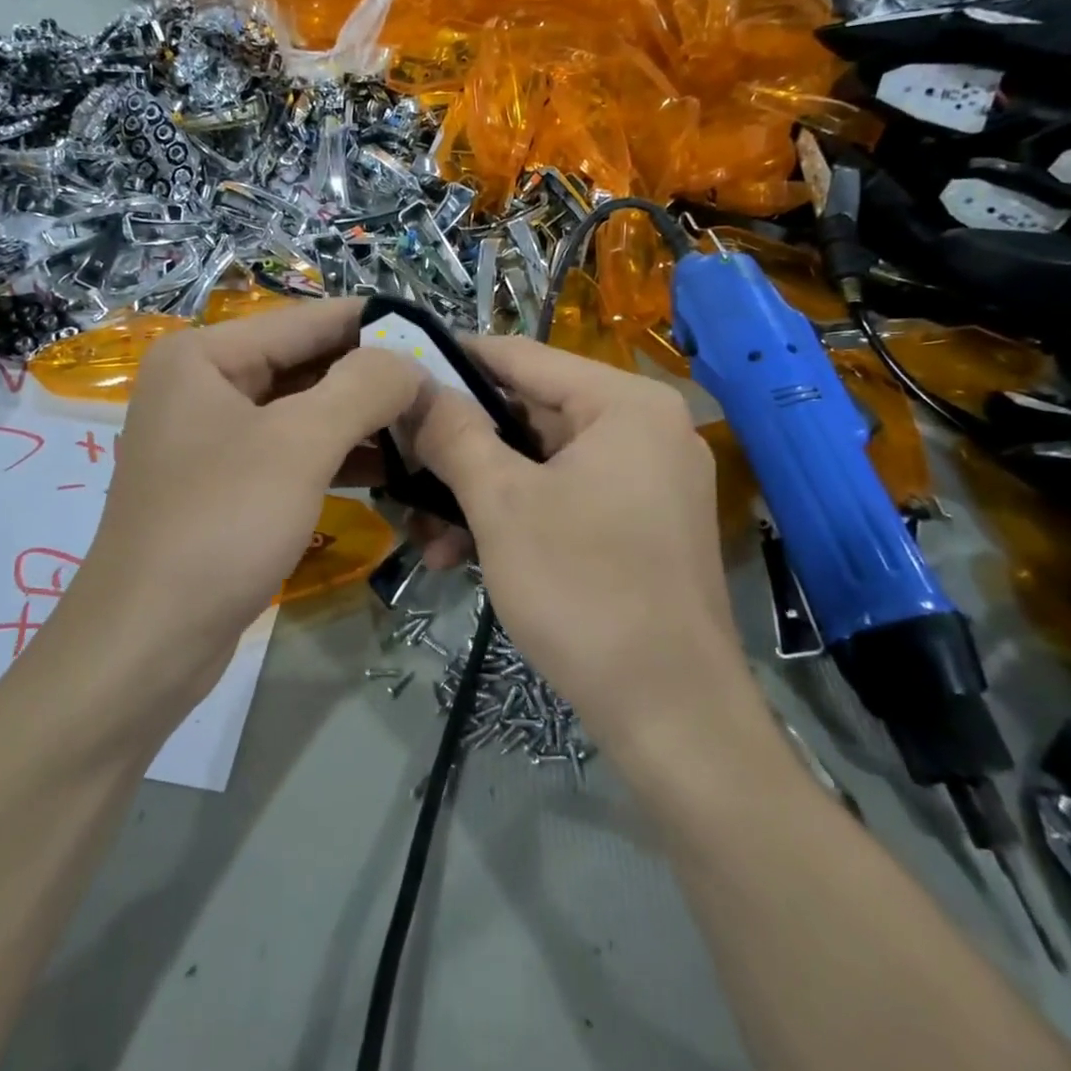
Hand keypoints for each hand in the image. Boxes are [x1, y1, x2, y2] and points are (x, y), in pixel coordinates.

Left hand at [50, 299, 423, 717]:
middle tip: (446, 392)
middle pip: (309, 364)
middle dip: (377, 379)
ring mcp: (217, 436)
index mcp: (206, 354)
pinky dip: (342, 456)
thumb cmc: (219, 527)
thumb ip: (362, 387)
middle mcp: (207, 384)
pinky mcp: (231, 483)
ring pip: (307, 411)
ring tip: (431, 428)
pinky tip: (394, 467)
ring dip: (366, 420)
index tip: (443, 336)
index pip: (310, 321)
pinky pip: (296, 451)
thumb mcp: (298, 446)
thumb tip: (410, 361)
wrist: (148, 644)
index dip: (379, 325)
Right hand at [404, 339, 757, 759]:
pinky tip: (460, 556)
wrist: (672, 714)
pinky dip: (515, 519)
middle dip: (460, 449)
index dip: (456, 360)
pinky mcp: (641, 525)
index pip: (523, 356)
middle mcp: (645, 429)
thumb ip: (455, 434)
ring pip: (540, 465)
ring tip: (424, 537)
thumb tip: (416, 388)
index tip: (398, 369)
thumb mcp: (503, 505)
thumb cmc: (584, 590)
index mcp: (625, 404)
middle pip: (530, 414)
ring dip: (478, 495)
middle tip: (399, 466)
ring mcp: (647, 480)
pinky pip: (564, 499)